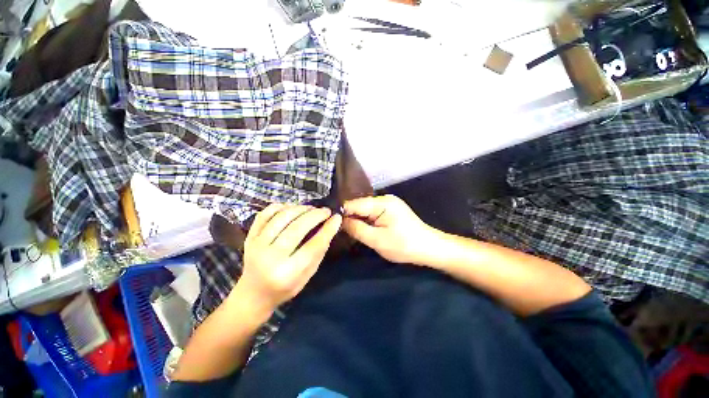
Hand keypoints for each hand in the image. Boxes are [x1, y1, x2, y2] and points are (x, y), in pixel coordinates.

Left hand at [235, 204, 341, 312]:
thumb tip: (331, 225)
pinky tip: (292, 208)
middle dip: (315, 215)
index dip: (327, 229)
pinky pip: (265, 214)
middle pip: (297, 228)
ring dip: (300, 208)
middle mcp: (270, 258)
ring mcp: (256, 245)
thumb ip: (319, 250)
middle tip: (326, 210)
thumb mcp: (308, 274)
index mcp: (288, 273)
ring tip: (311, 208)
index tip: (336, 217)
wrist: (253, 294)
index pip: (313, 246)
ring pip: (281, 217)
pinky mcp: (249, 237)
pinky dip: (281, 207)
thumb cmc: (285, 288)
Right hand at [342, 195, 436, 263]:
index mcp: (382, 203)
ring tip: (346, 230)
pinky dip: (365, 221)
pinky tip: (360, 228)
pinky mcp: (391, 211)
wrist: (429, 248)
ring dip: (357, 220)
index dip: (341, 212)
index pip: (354, 204)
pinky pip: (372, 213)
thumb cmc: (404, 246)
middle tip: (336, 229)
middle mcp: (384, 199)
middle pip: (359, 206)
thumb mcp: (377, 240)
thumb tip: (340, 221)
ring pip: (365, 210)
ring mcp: (389, 204)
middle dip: (349, 217)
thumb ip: (357, 229)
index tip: (329, 222)